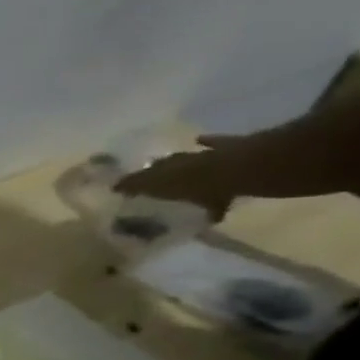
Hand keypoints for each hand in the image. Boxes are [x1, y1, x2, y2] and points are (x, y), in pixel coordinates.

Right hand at [113, 137, 243, 217]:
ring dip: (171, 161)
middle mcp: (172, 165)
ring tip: (162, 163)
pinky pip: (209, 143)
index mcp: (160, 180)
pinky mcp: (218, 146)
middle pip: (156, 169)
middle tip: (141, 177)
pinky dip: (205, 142)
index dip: (126, 186)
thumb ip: (201, 212)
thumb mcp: (204, 207)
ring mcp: (195, 154)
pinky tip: (198, 139)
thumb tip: (206, 220)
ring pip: (177, 158)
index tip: (116, 188)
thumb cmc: (214, 190)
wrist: (244, 166)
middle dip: (148, 173)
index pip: (137, 183)